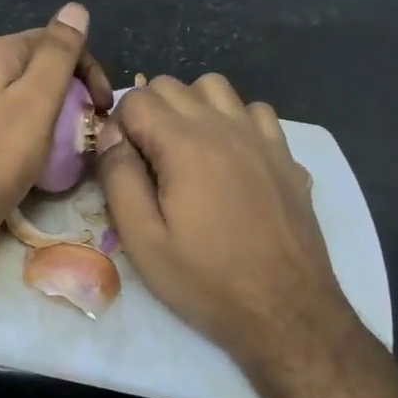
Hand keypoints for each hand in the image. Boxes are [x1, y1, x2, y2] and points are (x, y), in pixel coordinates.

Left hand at [0, 3, 113, 268]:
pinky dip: (32, 132)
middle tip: (91, 128)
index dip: (87, 69)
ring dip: (55, 115)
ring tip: (72, 146)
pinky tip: (42, 157)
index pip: (56, 41)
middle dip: (72, 93)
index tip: (103, 107)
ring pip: (26, 97)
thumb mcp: (37, 99)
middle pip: (40, 68)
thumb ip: (58, 53)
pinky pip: (10, 121)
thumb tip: (75, 7)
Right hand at [96, 74, 361, 370]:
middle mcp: (225, 127)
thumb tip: (111, 136)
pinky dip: (234, 121)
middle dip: (148, 111)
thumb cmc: (206, 280)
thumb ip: (119, 177)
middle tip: (145, 160)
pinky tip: (229, 159)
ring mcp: (262, 138)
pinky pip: (255, 112)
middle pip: (173, 85)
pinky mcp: (287, 157)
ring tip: (185, 150)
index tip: (120, 163)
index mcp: (185, 144)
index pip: (138, 99)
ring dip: (191, 107)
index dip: (118, 126)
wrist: (286, 313)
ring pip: (216, 87)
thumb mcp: (142, 239)